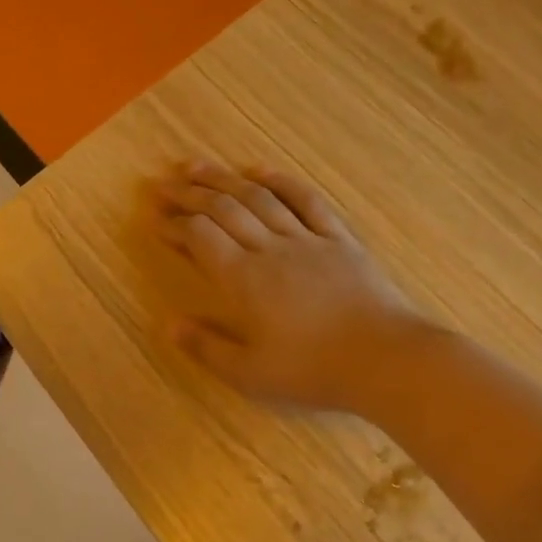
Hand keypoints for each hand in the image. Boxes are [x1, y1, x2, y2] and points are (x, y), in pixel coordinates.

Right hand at [151, 161, 429, 412]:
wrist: (385, 359)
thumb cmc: (313, 371)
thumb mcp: (250, 374)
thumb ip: (207, 348)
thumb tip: (170, 324)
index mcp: (244, 280)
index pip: (200, 238)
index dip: (175, 226)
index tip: (156, 221)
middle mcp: (270, 249)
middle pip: (223, 209)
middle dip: (189, 194)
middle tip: (164, 183)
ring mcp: (307, 239)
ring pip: (259, 198)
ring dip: (225, 179)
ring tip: (199, 166)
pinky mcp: (339, 239)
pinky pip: (307, 201)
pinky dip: (283, 181)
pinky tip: (263, 170)